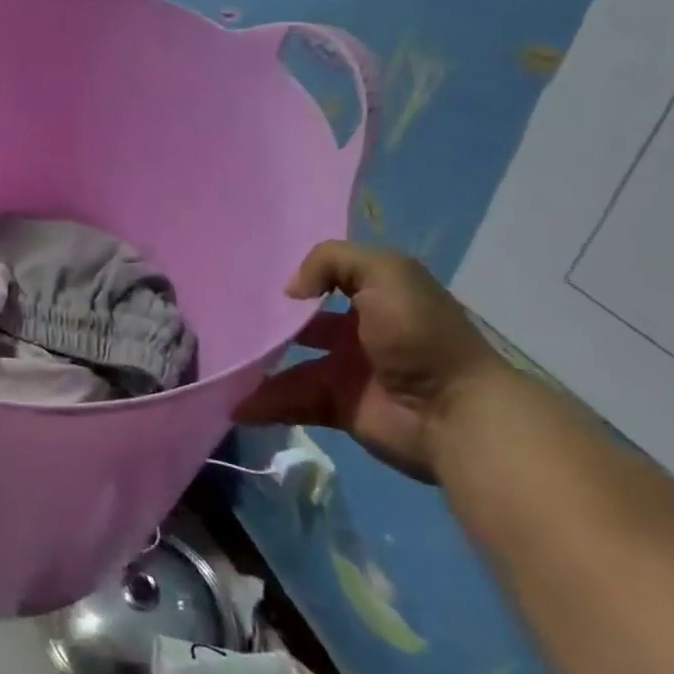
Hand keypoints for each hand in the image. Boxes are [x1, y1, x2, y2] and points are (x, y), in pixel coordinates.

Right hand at [243, 241, 508, 481]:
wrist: (455, 412)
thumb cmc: (419, 334)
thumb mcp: (385, 272)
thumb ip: (331, 261)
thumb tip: (291, 292)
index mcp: (372, 296)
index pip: (323, 280)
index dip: (291, 278)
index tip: (246, 278)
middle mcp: (357, 331)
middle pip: (299, 324)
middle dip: (265, 323)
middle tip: (221, 320)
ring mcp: (345, 371)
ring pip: (288, 364)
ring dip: (256, 366)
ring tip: (219, 363)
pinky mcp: (337, 407)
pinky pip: (291, 401)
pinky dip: (262, 404)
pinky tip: (234, 403)